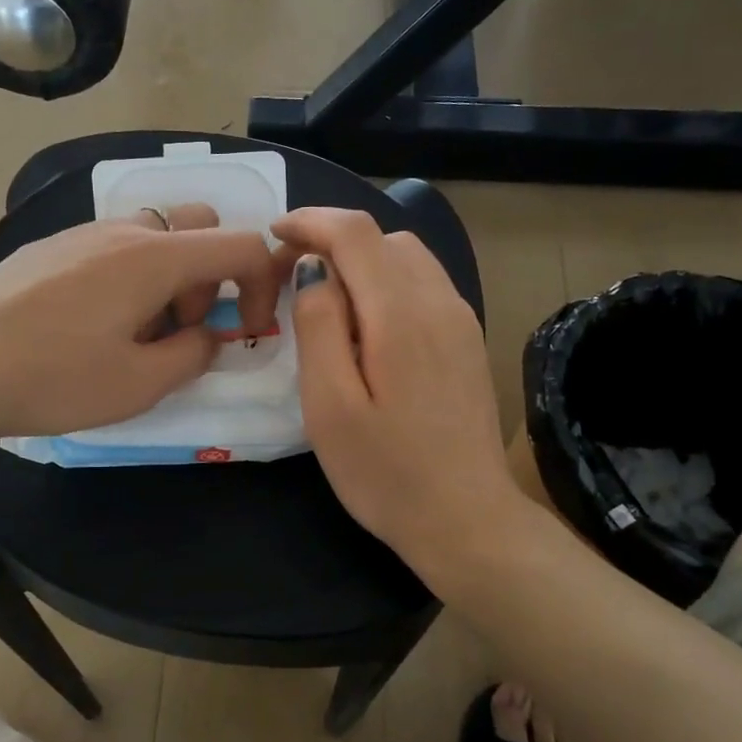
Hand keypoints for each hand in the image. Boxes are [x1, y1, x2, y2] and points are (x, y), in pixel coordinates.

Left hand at [0, 205, 280, 441]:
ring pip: (154, 237)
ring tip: (135, 334)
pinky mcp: (50, 248)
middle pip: (200, 226)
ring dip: (170, 278)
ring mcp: (82, 234)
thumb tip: (208, 336)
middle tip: (182, 330)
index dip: (265, 285)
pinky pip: (114, 248)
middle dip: (212, 276)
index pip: (242, 245)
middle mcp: (124, 230)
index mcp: (156, 257)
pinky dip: (132, 277)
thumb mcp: (140, 383)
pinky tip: (92, 325)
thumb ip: (193, 355)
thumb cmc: (53, 377)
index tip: (250, 332)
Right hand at [274, 208, 525, 588]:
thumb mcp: (329, 405)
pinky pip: (425, 286)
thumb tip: (313, 269)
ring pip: (408, 259)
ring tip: (327, 302)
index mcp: (400, 314)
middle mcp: (439, 302)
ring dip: (363, 262)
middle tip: (292, 279)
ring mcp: (461, 321)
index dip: (310, 221)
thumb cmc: (385, 472)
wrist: (467, 520)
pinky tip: (368, 328)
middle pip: (384, 238)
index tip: (274, 234)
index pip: (355, 233)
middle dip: (333, 241)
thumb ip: (318, 326)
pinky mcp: (468, 342)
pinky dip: (388, 284)